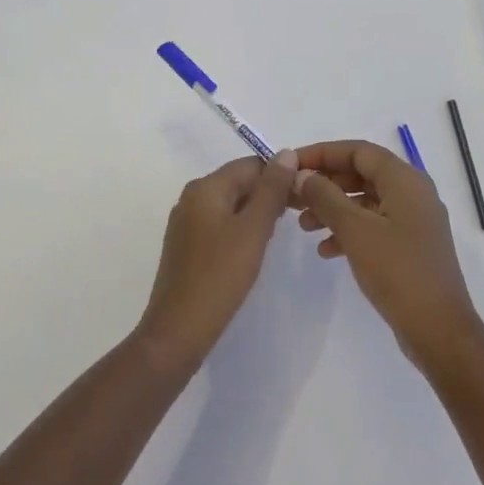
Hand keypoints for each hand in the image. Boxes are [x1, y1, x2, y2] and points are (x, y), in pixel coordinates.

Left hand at [137, 151, 299, 369]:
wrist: (177, 332)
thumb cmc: (219, 276)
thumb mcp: (253, 230)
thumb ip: (272, 190)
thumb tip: (286, 152)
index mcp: (205, 187)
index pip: (251, 164)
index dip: (280, 175)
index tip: (305, 197)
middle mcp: (191, 198)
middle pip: (239, 182)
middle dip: (269, 194)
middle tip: (299, 217)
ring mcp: (187, 223)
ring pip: (231, 205)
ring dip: (257, 213)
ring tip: (278, 235)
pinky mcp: (187, 247)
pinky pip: (220, 225)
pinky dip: (241, 230)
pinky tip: (254, 250)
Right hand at [291, 140, 482, 370]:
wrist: (439, 331)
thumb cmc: (398, 272)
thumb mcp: (356, 230)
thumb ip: (326, 197)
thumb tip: (302, 174)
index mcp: (405, 180)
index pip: (359, 151)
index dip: (322, 153)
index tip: (291, 165)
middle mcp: (413, 193)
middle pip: (362, 174)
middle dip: (325, 182)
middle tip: (292, 195)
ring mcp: (413, 221)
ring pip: (366, 200)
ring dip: (333, 208)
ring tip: (303, 225)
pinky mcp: (410, 246)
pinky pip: (374, 225)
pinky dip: (349, 231)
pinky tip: (326, 250)